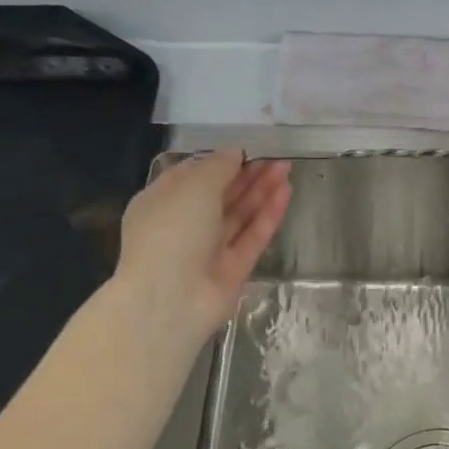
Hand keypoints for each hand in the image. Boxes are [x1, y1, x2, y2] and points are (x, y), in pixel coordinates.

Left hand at [113, 150, 291, 336]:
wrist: (170, 299)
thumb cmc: (172, 231)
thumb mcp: (193, 187)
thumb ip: (218, 166)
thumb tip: (235, 151)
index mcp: (162, 202)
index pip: (192, 176)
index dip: (220, 161)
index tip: (247, 149)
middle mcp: (184, 225)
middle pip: (220, 195)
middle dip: (247, 175)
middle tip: (276, 157)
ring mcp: (210, 249)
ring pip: (239, 215)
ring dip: (262, 191)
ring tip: (286, 168)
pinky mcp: (233, 269)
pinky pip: (252, 236)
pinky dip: (267, 215)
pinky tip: (285, 193)